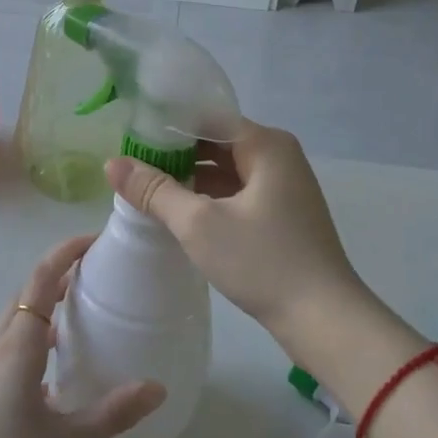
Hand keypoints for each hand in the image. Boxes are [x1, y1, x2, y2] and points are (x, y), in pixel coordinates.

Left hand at [0, 236, 164, 437]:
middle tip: (94, 273)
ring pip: (17, 317)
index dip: (65, 253)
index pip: (41, 280)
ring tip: (79, 312)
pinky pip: (12, 342)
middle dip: (58, 273)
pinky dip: (35, 334)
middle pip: (27, 292)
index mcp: (20, 345)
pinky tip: (54, 366)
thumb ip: (112, 413)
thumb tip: (157, 388)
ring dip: (45, 303)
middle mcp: (1, 345)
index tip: (93, 241)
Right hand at [106, 120, 372, 345]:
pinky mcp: (283, 214)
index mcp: (265, 144)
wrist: (325, 319)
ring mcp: (284, 186)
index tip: (129, 138)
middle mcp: (278, 156)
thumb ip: (154, 190)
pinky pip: (238, 192)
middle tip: (131, 165)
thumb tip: (112, 163)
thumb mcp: (199, 224)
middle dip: (175, 153)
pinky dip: (210, 197)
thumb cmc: (263, 262)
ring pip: (227, 169)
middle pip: (217, 141)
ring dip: (191, 178)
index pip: (206, 118)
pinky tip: (179, 212)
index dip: (166, 126)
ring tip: (146, 188)